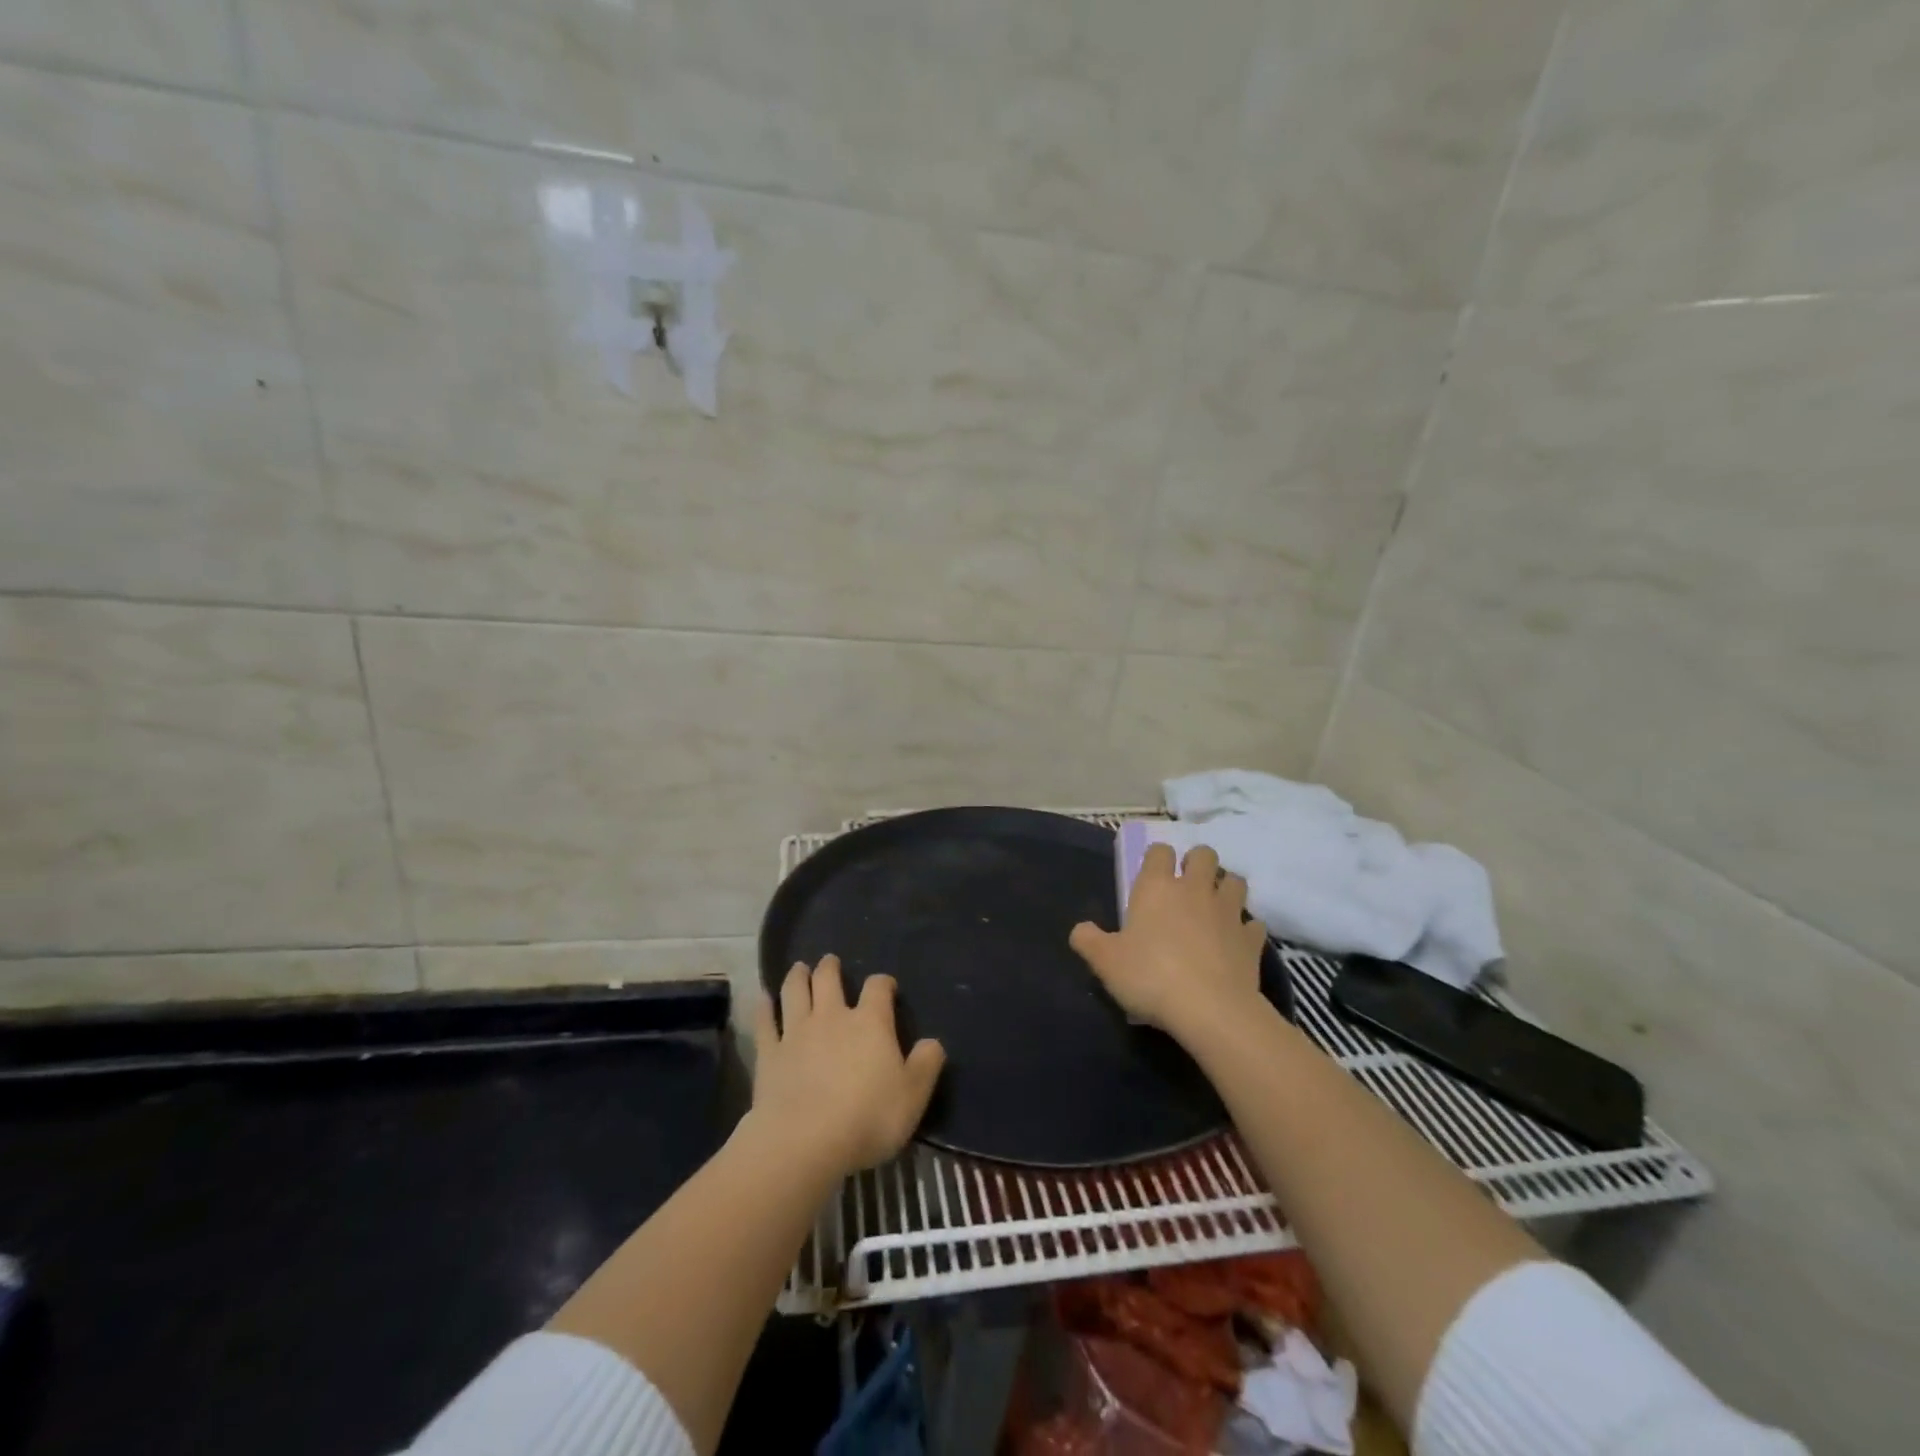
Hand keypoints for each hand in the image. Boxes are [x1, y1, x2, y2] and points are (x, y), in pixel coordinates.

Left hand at [749, 955, 946, 1176]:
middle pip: (828, 979)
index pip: (878, 988)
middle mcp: (832, 1017)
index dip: (883, 983)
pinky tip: (763, 999)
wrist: (804, 1141)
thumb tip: (932, 1043)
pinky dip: (764, 1008)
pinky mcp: (769, 1054)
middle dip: (830, 968)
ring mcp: (797, 1032)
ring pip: (795, 992)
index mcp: (870, 1023)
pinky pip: (765, 1022)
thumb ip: (926, 1065)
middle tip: (829, 961)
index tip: (886, 987)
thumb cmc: (867, 1118)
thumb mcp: (912, 1096)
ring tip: (799, 968)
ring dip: (797, 977)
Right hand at [1069, 842, 1267, 1042]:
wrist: (1211, 1010)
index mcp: (1157, 887)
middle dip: (1196, 863)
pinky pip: (1253, 923)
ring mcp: (1229, 912)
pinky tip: (1235, 942)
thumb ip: (1088, 940)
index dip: (1156, 858)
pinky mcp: (1252, 940)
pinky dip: (1245, 928)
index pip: (1160, 851)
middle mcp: (1195, 889)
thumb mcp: (1105, 962)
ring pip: (1235, 881)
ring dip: (1225, 888)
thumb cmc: (1150, 977)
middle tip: (1185, 886)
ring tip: (1214, 907)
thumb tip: (1081, 930)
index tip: (1151, 875)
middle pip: (1204, 854)